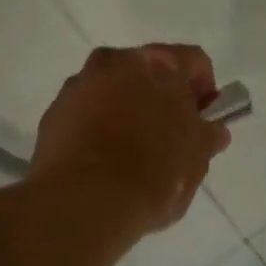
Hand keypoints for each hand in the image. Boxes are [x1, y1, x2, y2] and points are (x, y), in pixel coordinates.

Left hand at [31, 45, 230, 234]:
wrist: (83, 203)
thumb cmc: (154, 173)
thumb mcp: (197, 159)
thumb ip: (207, 136)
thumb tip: (212, 130)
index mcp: (158, 63)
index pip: (194, 61)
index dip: (205, 89)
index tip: (205, 119)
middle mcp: (114, 61)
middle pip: (148, 72)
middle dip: (161, 97)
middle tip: (170, 135)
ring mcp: (78, 85)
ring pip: (113, 90)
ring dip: (126, 109)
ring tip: (132, 152)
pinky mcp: (53, 113)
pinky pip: (85, 113)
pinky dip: (97, 127)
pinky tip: (104, 161)